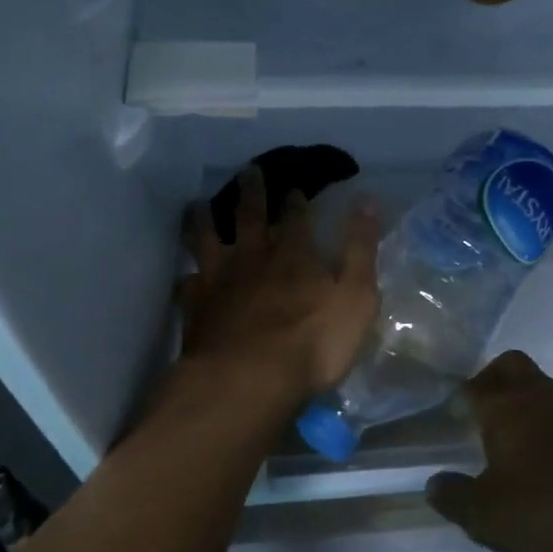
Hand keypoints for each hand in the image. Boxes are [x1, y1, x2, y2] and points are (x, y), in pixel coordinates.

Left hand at [176, 166, 380, 403]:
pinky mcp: (196, 309)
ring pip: (207, 240)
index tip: (294, 187)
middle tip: (248, 171)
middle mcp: (253, 258)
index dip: (296, 201)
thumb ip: (361, 248)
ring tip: (200, 204)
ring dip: (205, 220)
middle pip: (249, 217)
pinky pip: (187, 284)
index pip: (296, 218)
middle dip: (251, 193)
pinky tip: (185, 276)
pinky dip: (186, 276)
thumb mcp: (356, 295)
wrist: (247, 380)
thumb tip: (367, 199)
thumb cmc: (313, 342)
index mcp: (294, 254)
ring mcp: (219, 281)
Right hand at [427, 351, 552, 551]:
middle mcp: (539, 397)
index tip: (454, 410)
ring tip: (522, 445)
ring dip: (531, 408)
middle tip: (485, 408)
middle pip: (512, 367)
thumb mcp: (490, 515)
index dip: (461, 394)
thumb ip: (457, 498)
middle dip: (495, 378)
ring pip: (545, 391)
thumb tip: (433, 484)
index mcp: (504, 408)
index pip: (474, 386)